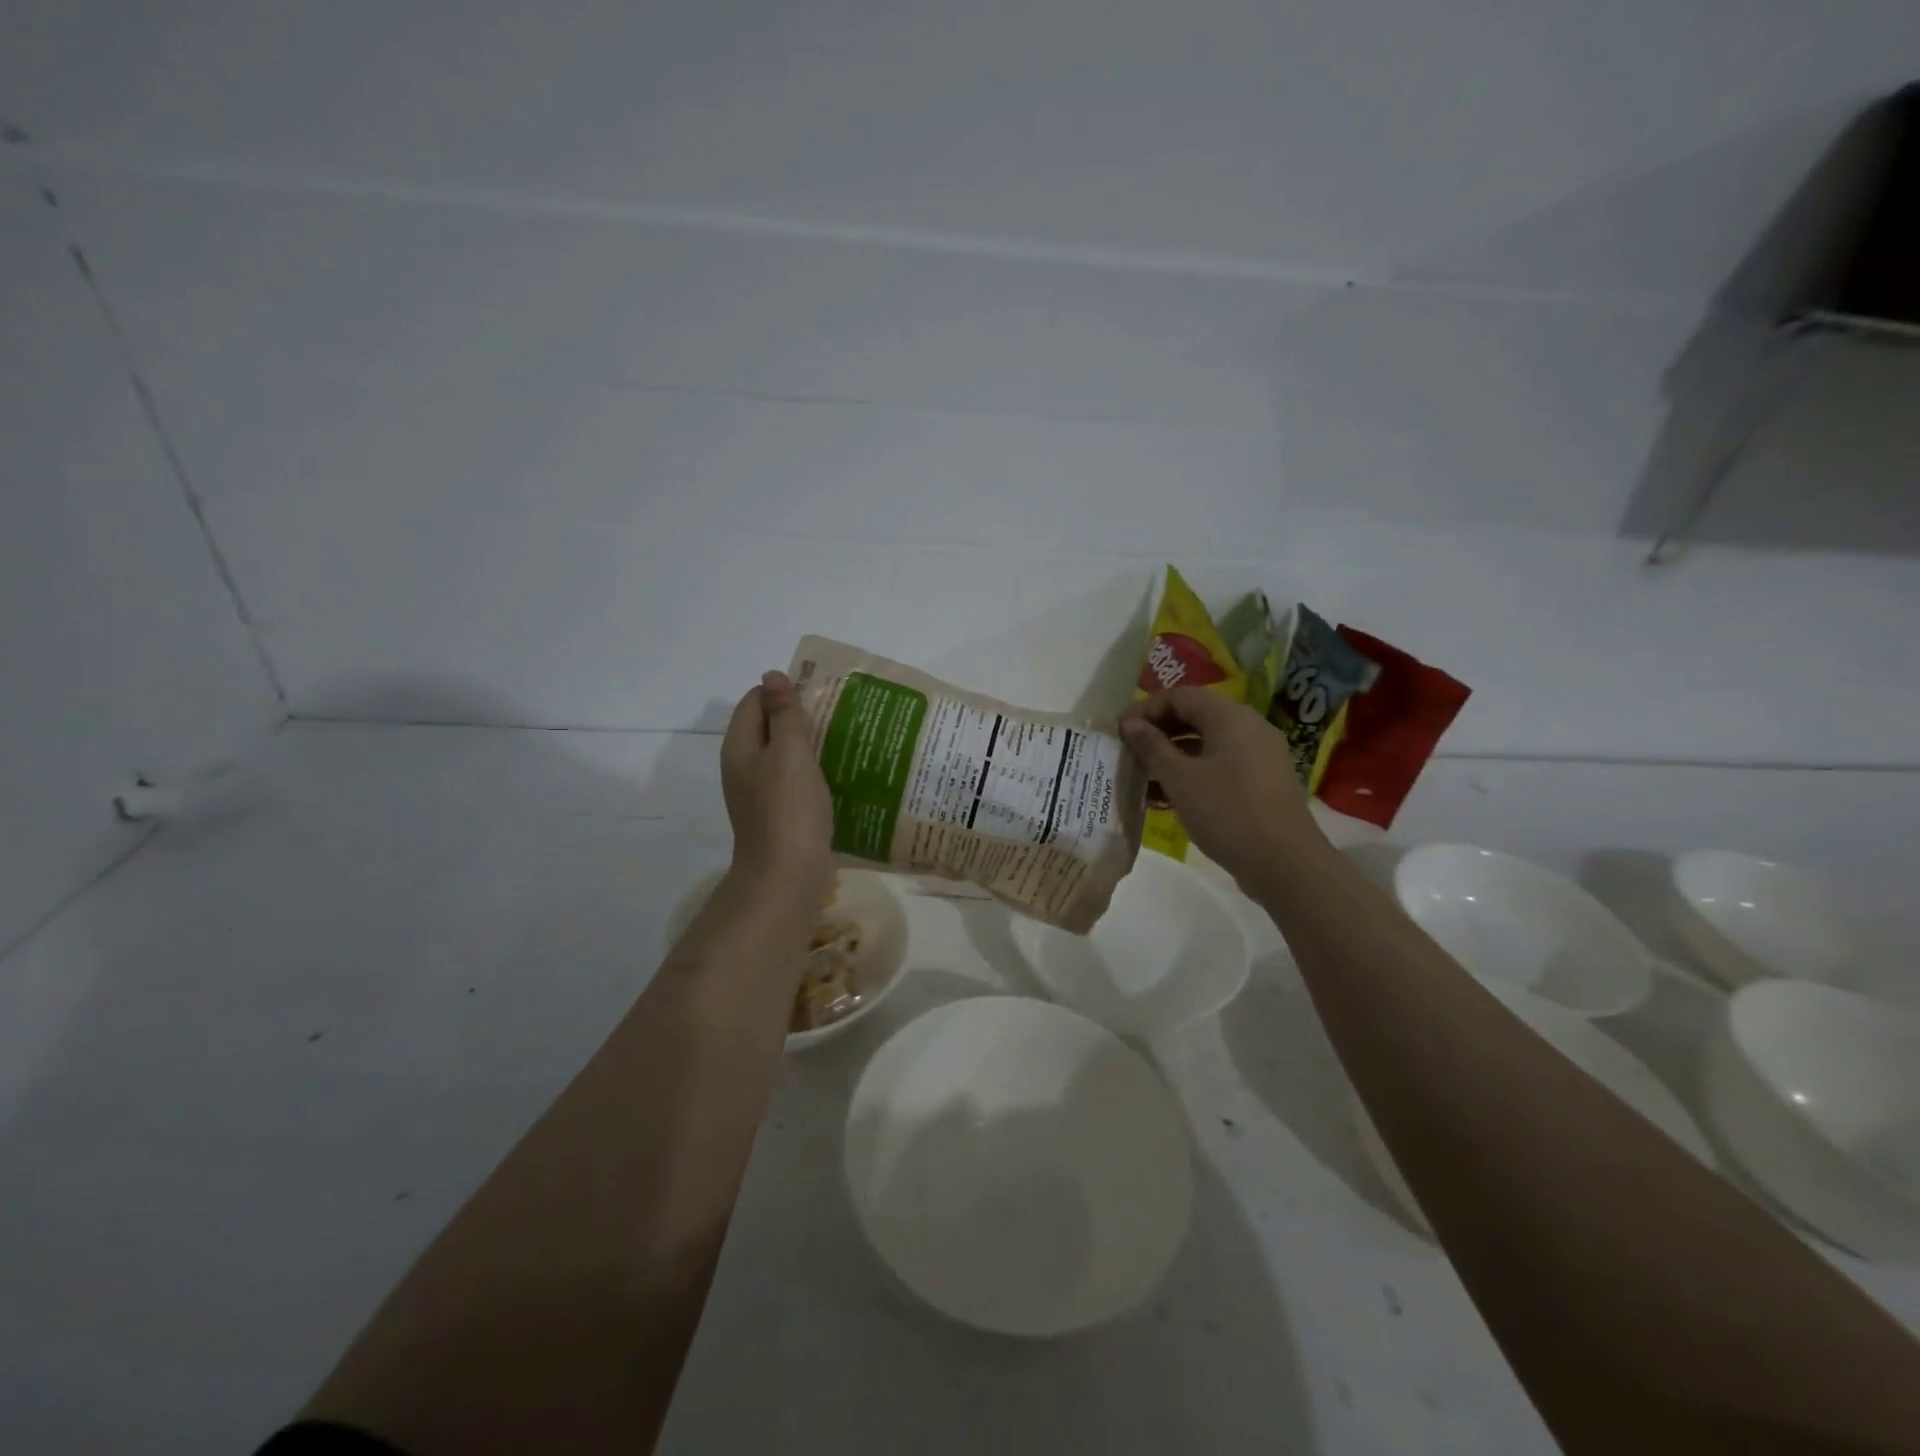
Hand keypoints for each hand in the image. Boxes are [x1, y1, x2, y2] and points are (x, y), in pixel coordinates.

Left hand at [721, 671, 832, 908]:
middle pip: (767, 727)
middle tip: (837, 714)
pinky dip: (812, 772)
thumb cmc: (788, 809)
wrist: (786, 876)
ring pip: (783, 756)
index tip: (819, 695)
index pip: (754, 701)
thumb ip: (784, 713)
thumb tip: (772, 675)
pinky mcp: (778, 814)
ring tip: (843, 740)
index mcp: (740, 747)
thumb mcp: (790, 753)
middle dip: (799, 717)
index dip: (783, 692)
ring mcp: (759, 793)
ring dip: (809, 745)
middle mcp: (744, 767)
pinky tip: (837, 774)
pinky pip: (793, 781)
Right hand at [1118, 687, 1321, 887]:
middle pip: (1195, 716)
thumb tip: (1130, 723)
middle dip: (1158, 732)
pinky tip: (1169, 797)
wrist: (1285, 863)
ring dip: (1172, 755)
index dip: (1145, 709)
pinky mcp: (1262, 781)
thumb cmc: (1227, 812)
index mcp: (1230, 717)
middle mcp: (1249, 727)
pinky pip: (1220, 764)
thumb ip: (1152, 746)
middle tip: (1128, 752)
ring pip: (1207, 743)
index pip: (1180, 696)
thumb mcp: (1179, 778)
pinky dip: (1193, 772)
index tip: (1119, 731)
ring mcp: (1259, 755)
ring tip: (1142, 778)